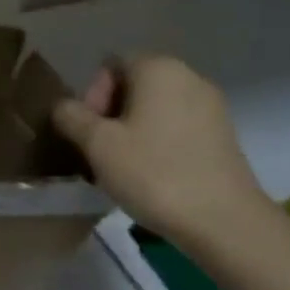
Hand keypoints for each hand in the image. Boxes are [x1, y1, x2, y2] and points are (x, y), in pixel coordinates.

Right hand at [51, 55, 267, 244]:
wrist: (226, 223)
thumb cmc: (155, 173)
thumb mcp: (97, 145)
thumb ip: (71, 117)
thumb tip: (63, 106)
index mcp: (157, 67)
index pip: (110, 66)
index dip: (93, 97)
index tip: (91, 134)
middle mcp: (188, 76)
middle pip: (134, 86)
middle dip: (112, 115)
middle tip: (102, 153)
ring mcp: (212, 106)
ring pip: (156, 109)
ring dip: (134, 131)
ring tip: (126, 169)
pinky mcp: (225, 136)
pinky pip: (179, 128)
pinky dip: (161, 144)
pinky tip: (155, 176)